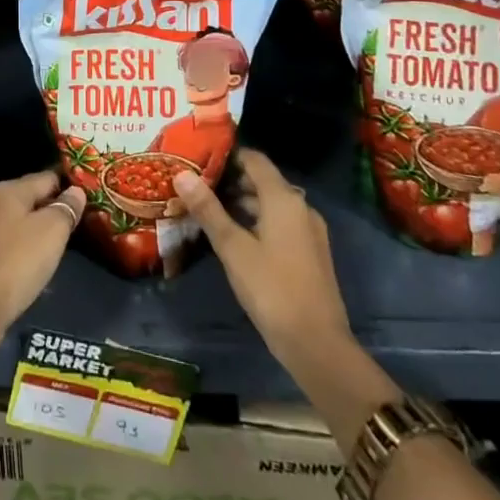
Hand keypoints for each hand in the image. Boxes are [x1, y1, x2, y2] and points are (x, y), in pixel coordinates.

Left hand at [0, 171, 85, 350]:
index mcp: (8, 190)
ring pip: (19, 222)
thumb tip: (76, 191)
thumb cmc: (18, 260)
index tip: (89, 198)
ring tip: (60, 246)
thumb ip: (66, 208)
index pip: (46, 177)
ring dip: (39, 231)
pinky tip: (35, 266)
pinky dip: (24, 250)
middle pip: (31, 198)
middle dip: (53, 209)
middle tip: (79, 224)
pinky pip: (9, 244)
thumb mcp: (52, 230)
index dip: (69, 185)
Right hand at [173, 148, 354, 385]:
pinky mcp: (311, 253)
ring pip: (272, 204)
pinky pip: (281, 224)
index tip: (200, 157)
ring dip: (244, 203)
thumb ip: (208, 209)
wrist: (318, 345)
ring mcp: (309, 231)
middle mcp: (300, 206)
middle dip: (232, 180)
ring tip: (210, 209)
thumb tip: (182, 174)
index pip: (254, 160)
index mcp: (284, 198)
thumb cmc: (271, 288)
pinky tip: (236, 237)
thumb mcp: (232, 247)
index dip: (228, 155)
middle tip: (198, 184)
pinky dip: (258, 221)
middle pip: (263, 181)